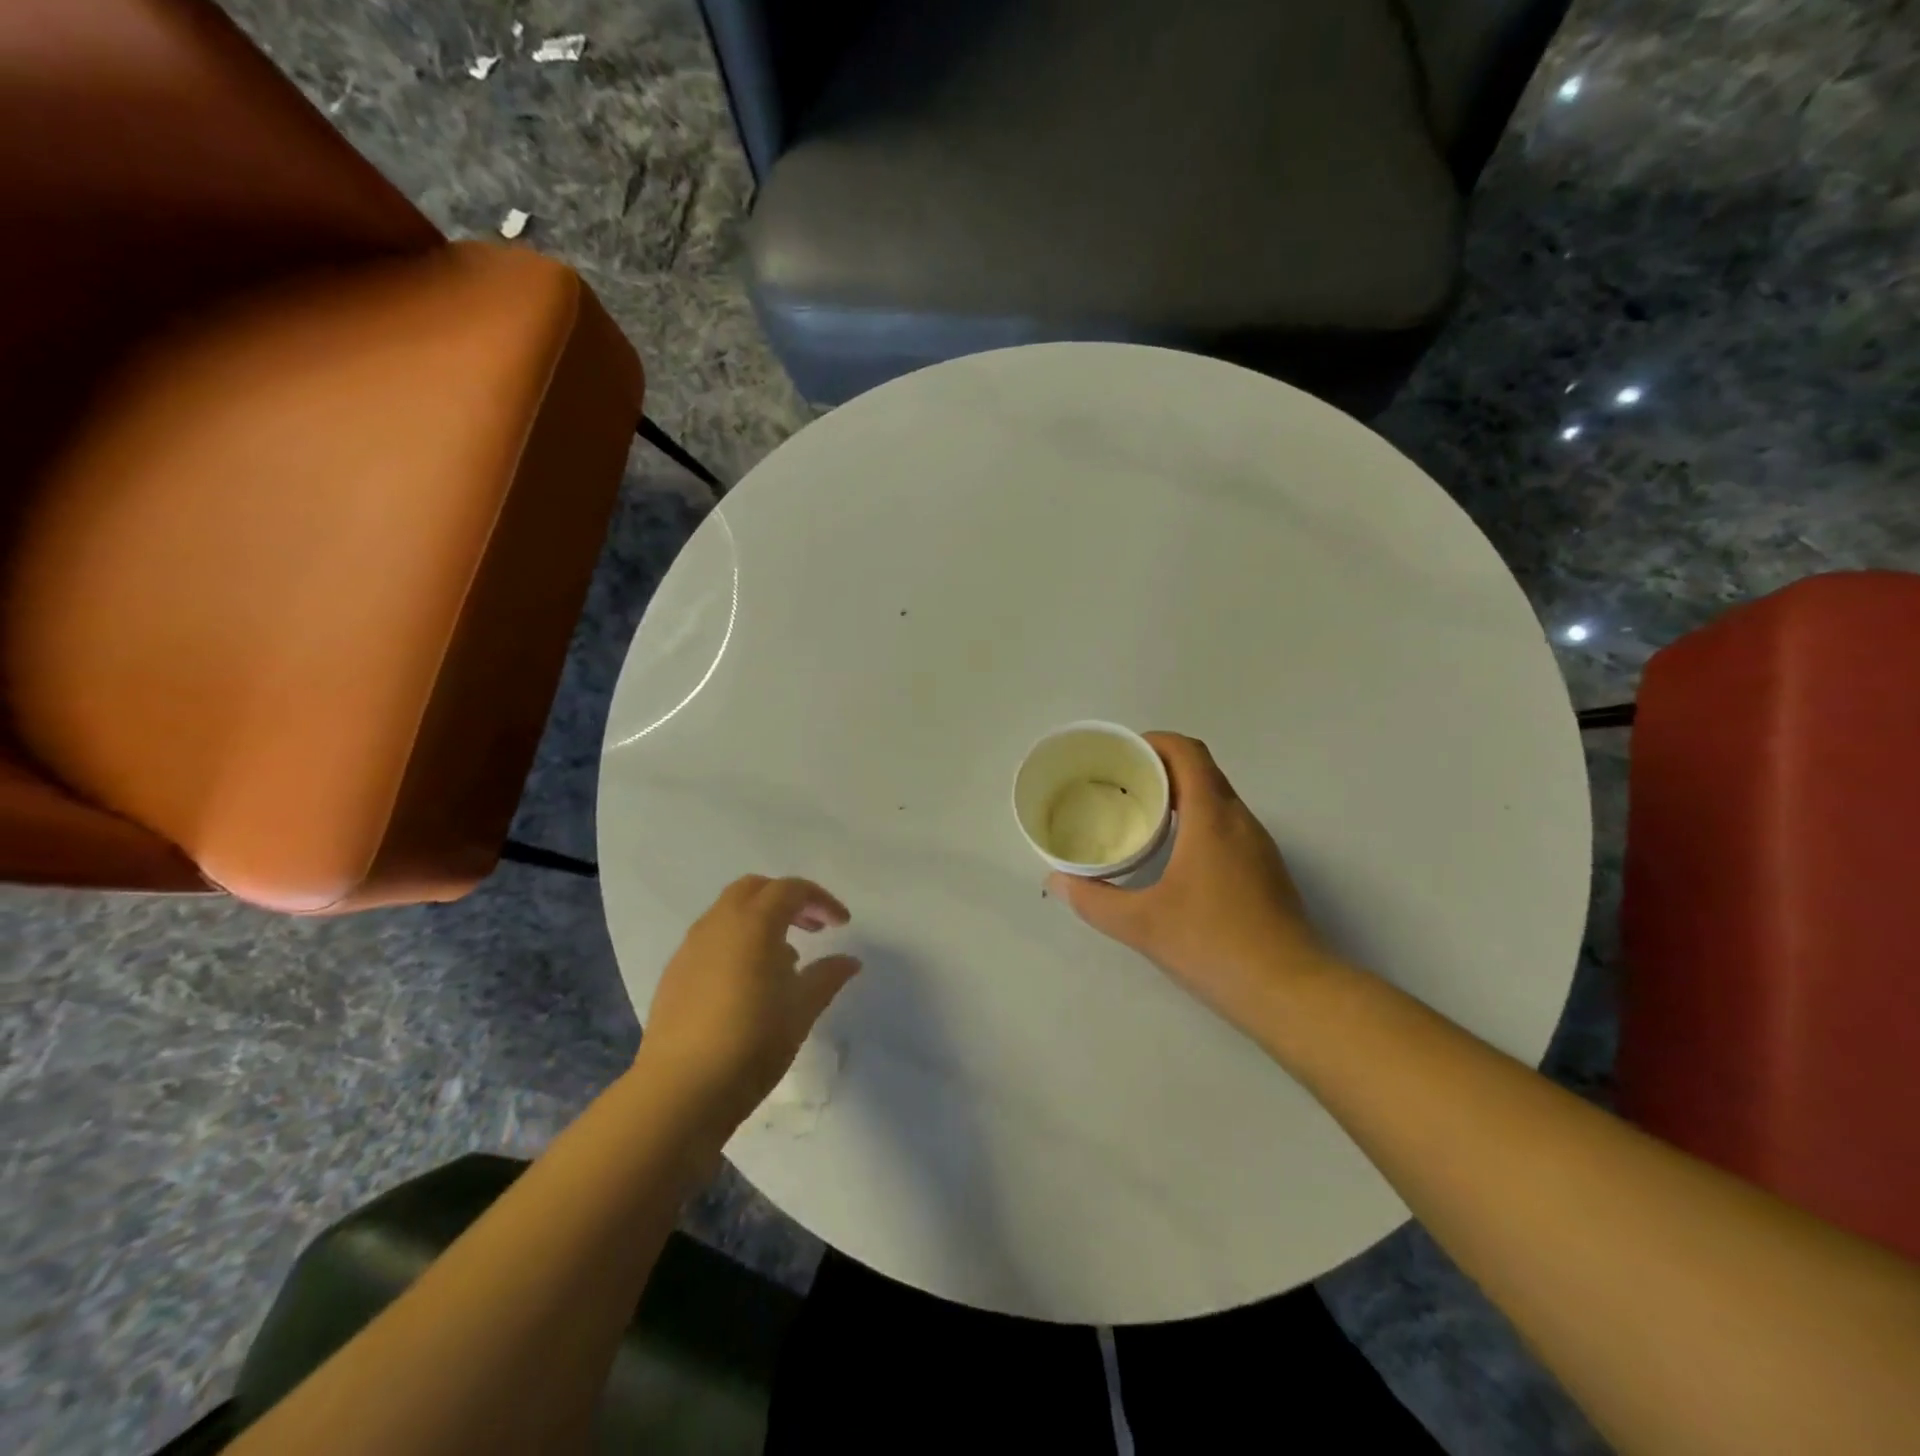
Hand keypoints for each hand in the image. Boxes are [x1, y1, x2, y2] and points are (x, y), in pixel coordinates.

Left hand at [638, 876, 861, 1129]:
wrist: (679, 1091)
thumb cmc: (752, 1042)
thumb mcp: (802, 1009)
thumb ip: (827, 976)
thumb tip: (849, 960)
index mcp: (753, 923)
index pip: (791, 889)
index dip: (821, 900)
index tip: (842, 925)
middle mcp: (718, 924)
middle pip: (755, 889)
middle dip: (787, 900)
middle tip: (812, 928)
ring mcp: (690, 948)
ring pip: (729, 913)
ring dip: (760, 921)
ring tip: (785, 960)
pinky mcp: (674, 975)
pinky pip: (711, 940)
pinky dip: (737, 943)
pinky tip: (749, 982)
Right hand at [1047, 733, 1339, 1039]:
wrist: (1290, 991)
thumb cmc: (1214, 945)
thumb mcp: (1142, 923)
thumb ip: (1093, 900)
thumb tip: (1056, 882)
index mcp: (1212, 818)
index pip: (1188, 753)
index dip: (1155, 742)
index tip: (1122, 753)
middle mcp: (1240, 821)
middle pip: (1203, 770)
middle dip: (1163, 765)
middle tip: (1122, 782)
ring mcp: (1259, 846)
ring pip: (1219, 798)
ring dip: (1182, 793)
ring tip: (1142, 811)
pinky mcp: (1266, 870)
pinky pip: (1228, 824)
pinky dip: (1199, 819)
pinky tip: (1175, 852)